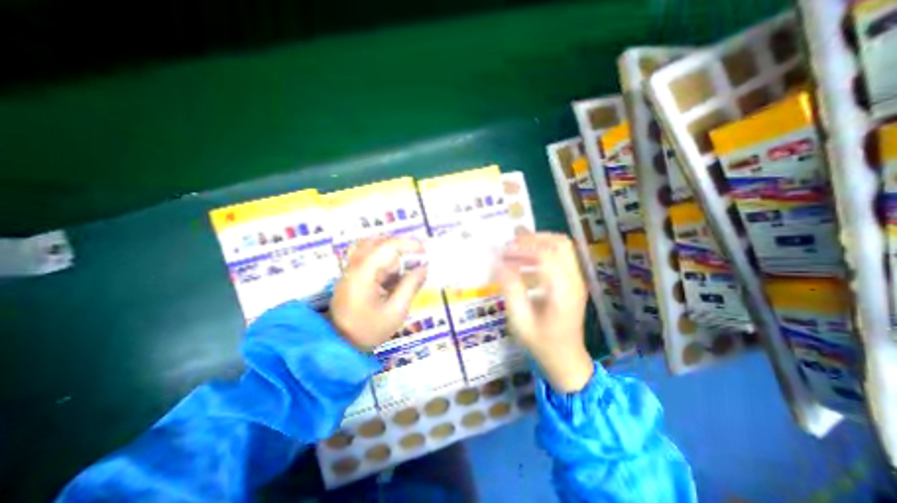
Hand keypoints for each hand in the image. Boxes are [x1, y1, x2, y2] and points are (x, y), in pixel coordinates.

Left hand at [328, 238, 426, 352]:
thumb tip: (424, 267)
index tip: (425, 250)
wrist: (340, 345)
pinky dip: (385, 262)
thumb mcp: (396, 311)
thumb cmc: (369, 330)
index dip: (407, 244)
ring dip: (392, 254)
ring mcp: (351, 270)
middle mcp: (355, 266)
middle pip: (377, 242)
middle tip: (417, 256)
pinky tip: (393, 277)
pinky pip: (370, 259)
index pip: (386, 247)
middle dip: (400, 247)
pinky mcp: (352, 276)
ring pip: (373, 249)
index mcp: (363, 274)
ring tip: (406, 267)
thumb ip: (410, 286)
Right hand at [494, 232, 593, 391]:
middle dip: (533, 239)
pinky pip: (560, 256)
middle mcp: (574, 281)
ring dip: (538, 243)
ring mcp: (577, 280)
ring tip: (515, 249)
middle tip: (510, 245)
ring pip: (562, 247)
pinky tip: (524, 261)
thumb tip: (499, 264)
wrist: (566, 360)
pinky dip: (542, 251)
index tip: (503, 252)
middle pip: (559, 244)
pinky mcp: (573, 282)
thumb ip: (511, 290)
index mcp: (563, 292)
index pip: (547, 256)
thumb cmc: (542, 344)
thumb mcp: (520, 321)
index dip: (523, 249)